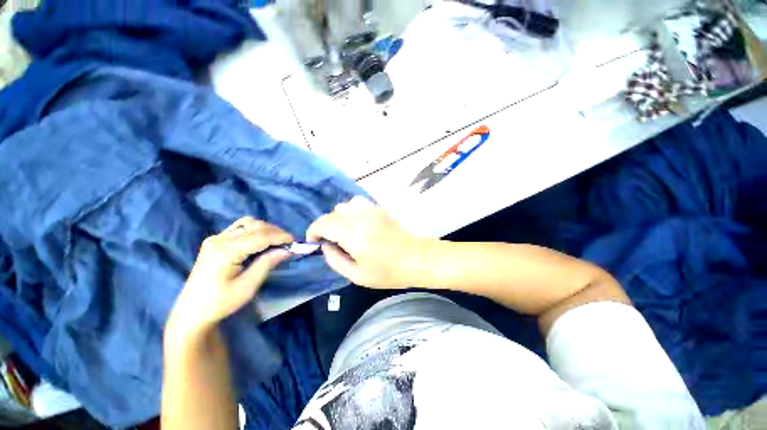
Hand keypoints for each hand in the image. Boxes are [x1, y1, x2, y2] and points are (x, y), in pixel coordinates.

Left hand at [167, 218, 293, 336]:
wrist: (191, 311)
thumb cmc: (220, 303)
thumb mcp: (247, 287)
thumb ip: (267, 264)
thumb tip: (287, 250)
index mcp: (225, 251)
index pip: (260, 236)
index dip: (280, 237)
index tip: (295, 242)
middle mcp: (219, 239)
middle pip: (254, 226)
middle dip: (275, 232)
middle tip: (288, 244)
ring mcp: (215, 238)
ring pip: (247, 223)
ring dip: (266, 229)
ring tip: (277, 241)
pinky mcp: (215, 240)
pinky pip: (240, 227)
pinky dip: (255, 230)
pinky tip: (261, 241)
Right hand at [307, 196, 425, 287]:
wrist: (416, 258)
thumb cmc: (387, 272)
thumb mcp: (357, 275)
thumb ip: (335, 260)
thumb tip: (325, 246)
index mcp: (353, 234)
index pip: (324, 223)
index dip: (314, 230)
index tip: (314, 241)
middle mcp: (361, 217)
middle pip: (334, 212)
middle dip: (327, 225)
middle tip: (332, 240)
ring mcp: (372, 210)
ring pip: (346, 204)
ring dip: (340, 216)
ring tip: (345, 230)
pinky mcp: (380, 209)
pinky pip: (359, 203)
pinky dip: (352, 211)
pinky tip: (358, 223)